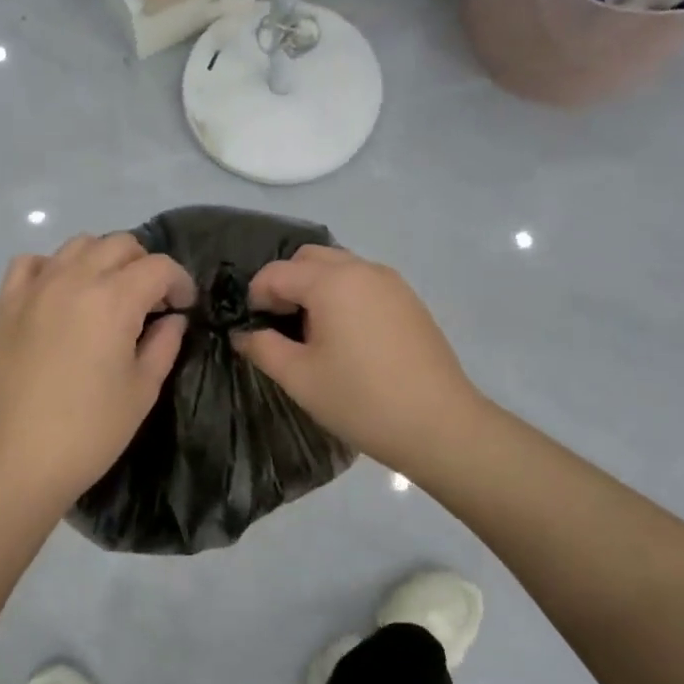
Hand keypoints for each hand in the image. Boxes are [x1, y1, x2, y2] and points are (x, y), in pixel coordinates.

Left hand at [0, 233, 194, 513]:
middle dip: (145, 266)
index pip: (159, 266)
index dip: (180, 282)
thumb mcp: (142, 389)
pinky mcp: (6, 303)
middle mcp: (74, 279)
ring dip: (103, 260)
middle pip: (120, 244)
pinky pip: (32, 262)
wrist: (17, 459)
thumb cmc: (90, 430)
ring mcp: (36, 287)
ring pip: (79, 244)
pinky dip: (54, 267)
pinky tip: (61, 294)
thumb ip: (164, 343)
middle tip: (151, 303)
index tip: (184, 307)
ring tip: (108, 296)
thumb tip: (172, 318)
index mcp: (114, 300)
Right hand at [232, 245, 486, 479]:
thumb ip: (263, 347)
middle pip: (309, 258)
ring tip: (313, 333)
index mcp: (331, 282)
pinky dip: (343, 295)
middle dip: (286, 283)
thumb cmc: (360, 400)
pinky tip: (347, 337)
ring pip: (339, 267)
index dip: (256, 296)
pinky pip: (364, 282)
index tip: (253, 328)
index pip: (277, 272)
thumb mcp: (299, 377)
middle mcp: (362, 269)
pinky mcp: (409, 300)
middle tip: (280, 324)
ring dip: (316, 287)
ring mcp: (391, 282)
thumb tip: (244, 333)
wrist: (439, 425)